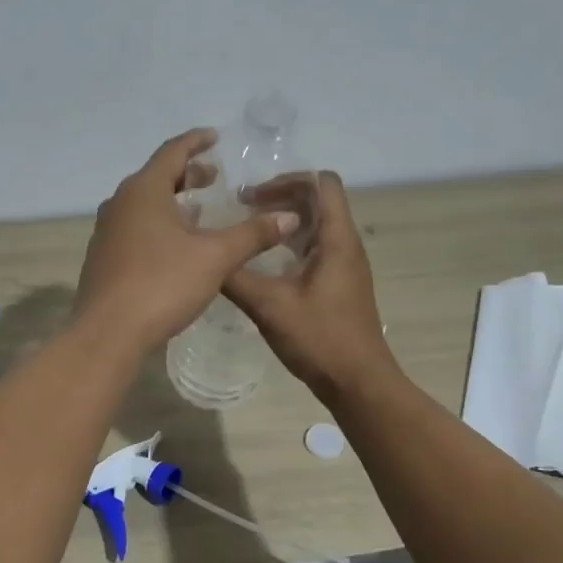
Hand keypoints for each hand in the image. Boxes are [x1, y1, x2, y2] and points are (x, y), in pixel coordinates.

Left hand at [76, 130, 300, 351]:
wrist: (107, 333)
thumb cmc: (162, 284)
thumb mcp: (215, 258)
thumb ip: (252, 234)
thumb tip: (289, 217)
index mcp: (144, 190)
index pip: (173, 152)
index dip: (196, 142)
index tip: (215, 137)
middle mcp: (120, 203)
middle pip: (156, 176)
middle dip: (186, 173)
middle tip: (213, 177)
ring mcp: (106, 231)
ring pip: (143, 203)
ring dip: (171, 201)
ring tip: (199, 209)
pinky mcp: (103, 257)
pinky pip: (134, 227)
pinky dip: (157, 223)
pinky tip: (174, 245)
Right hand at [223, 172, 397, 401]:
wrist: (357, 382)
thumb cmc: (319, 338)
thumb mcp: (269, 305)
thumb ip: (235, 276)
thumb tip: (204, 254)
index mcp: (337, 239)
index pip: (322, 183)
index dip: (287, 179)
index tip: (252, 196)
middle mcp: (345, 245)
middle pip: (318, 201)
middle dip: (280, 197)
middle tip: (242, 209)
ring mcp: (344, 266)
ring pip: (315, 226)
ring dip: (283, 222)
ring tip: (247, 231)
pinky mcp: (338, 284)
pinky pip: (314, 249)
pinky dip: (288, 245)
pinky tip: (262, 263)